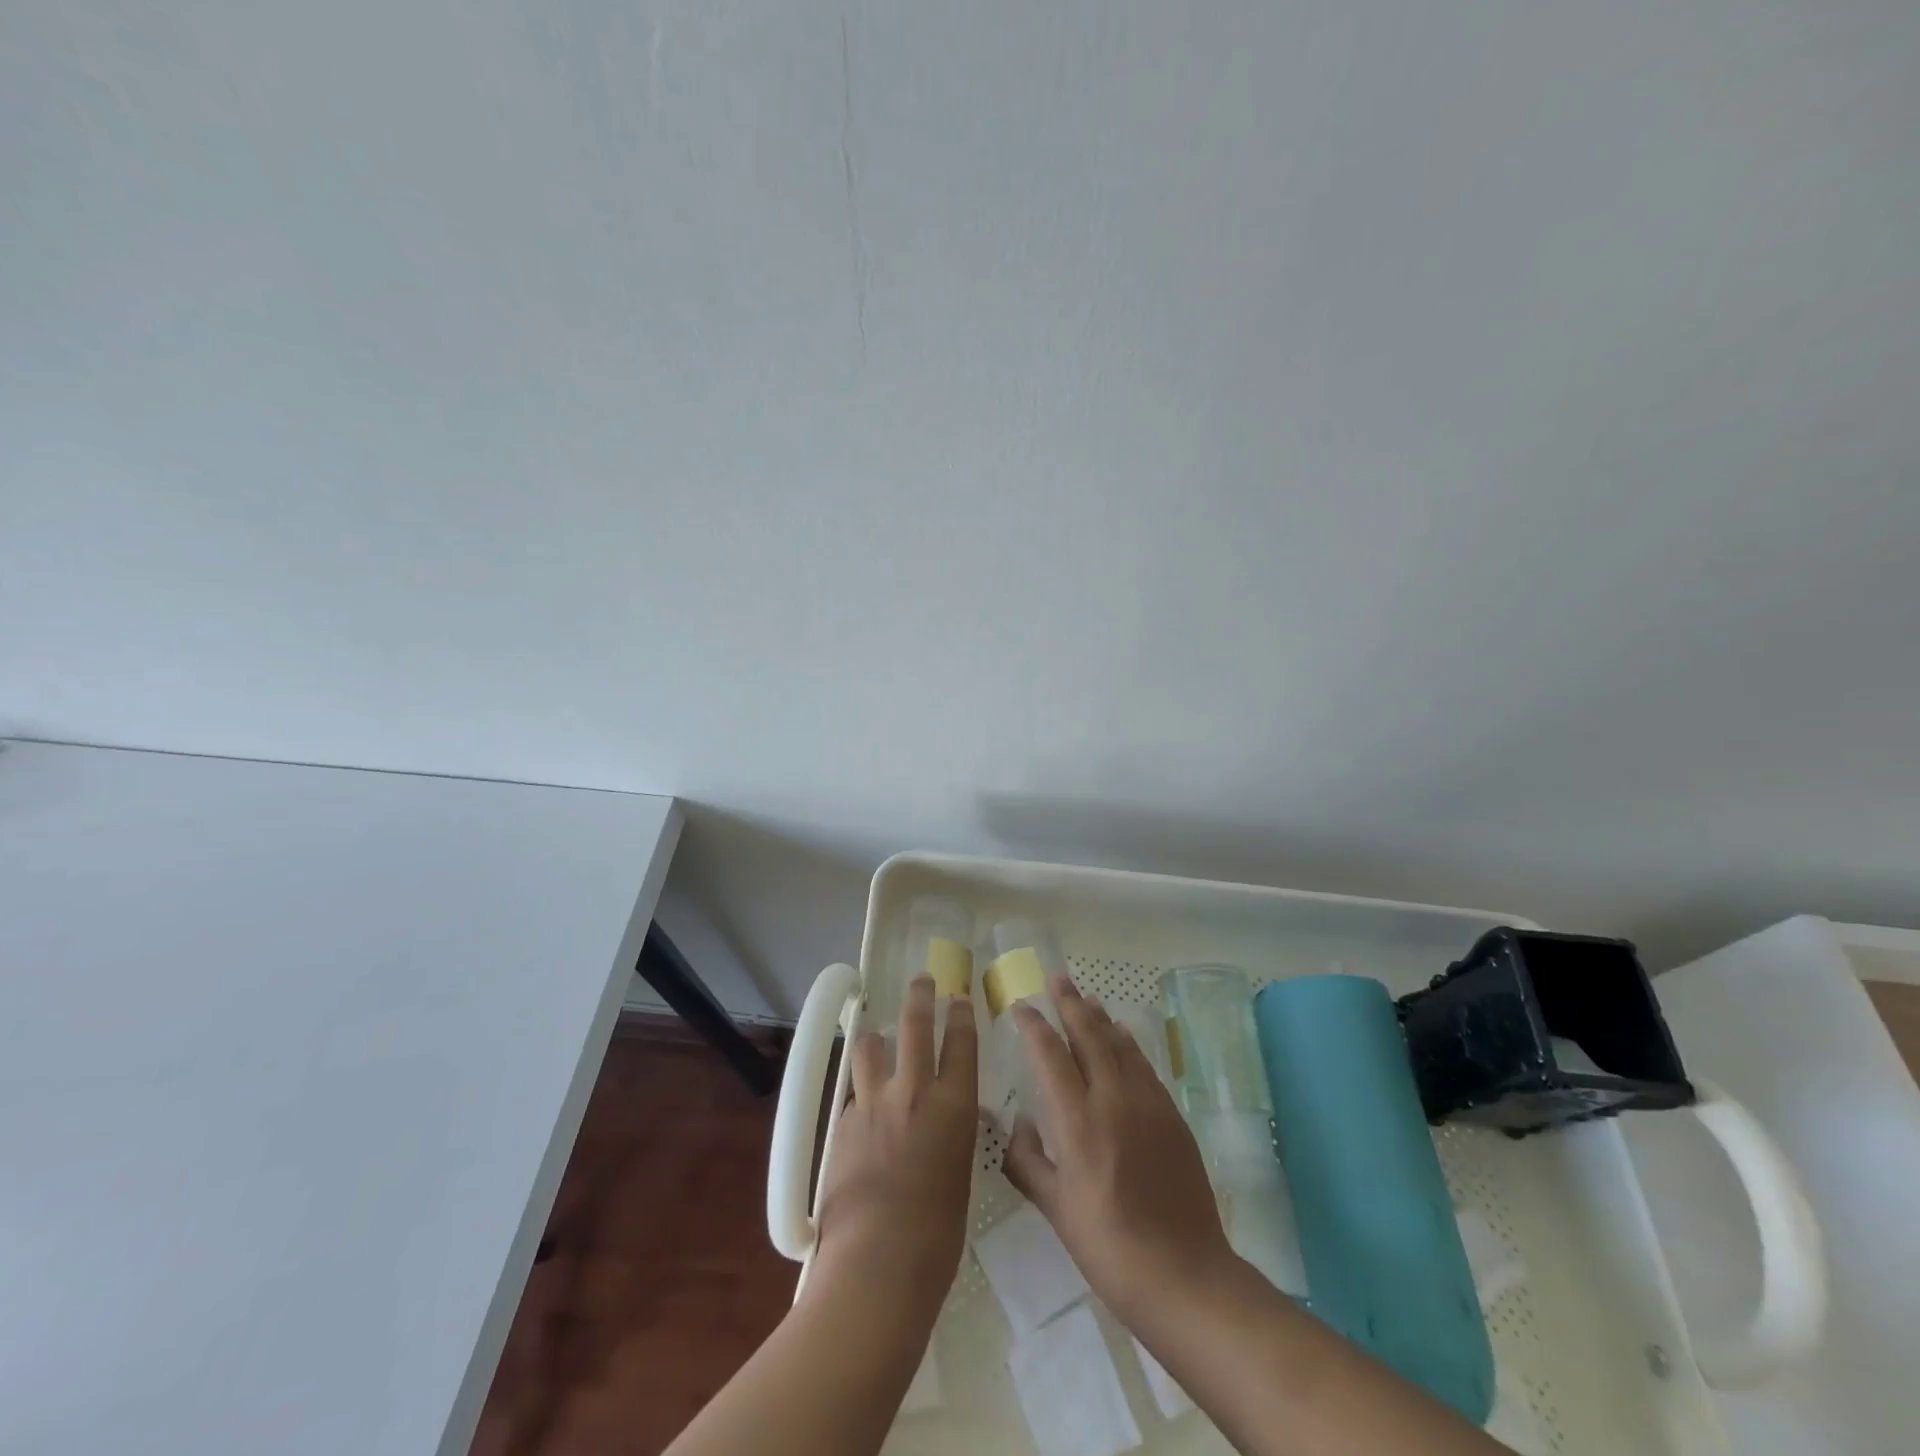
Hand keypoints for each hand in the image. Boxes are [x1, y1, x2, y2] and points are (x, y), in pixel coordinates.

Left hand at [810, 977, 978, 1321]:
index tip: (958, 998)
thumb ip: (951, 1134)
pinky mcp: (842, 1123)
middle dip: (920, 995)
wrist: (877, 1265)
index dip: (960, 1014)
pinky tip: (862, 1115)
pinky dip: (860, 1096)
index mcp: (953, 1105)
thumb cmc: (937, 1235)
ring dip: (875, 1039)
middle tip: (921, 980)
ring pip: (870, 1046)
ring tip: (876, 1040)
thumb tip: (943, 1119)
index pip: (961, 1041)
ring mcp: (872, 1103)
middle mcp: (913, 1091)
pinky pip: (853, 1095)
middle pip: (914, 1024)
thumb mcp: (959, 1172)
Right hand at [1001, 975, 1235, 1328]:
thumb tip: (1016, 1125)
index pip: (1050, 1055)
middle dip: (1069, 1003)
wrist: (1184, 1274)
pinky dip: (1128, 1043)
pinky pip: (1144, 1065)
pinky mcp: (1172, 1115)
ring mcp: (1147, 1103)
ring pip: (1119, 1044)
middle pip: (1088, 1035)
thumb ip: (1029, 1161)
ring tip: (1087, 997)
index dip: (1034, 1025)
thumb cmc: (1108, 1246)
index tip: (1021, 1006)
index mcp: (1077, 1120)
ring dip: (1100, 1017)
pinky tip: (1123, 1035)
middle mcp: (1112, 1099)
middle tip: (1057, 978)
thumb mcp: (1056, 1209)